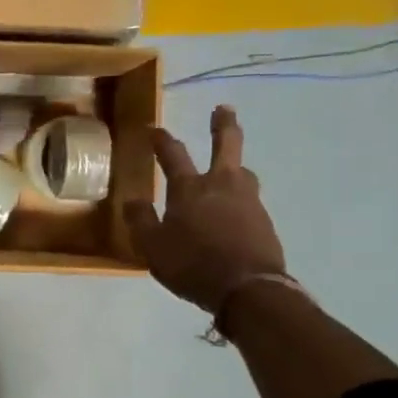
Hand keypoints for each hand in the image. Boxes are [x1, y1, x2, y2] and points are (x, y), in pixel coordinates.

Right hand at [124, 106, 287, 316]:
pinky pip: (250, 201)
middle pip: (227, 144)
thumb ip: (141, 221)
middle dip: (224, 124)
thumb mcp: (152, 247)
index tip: (154, 129)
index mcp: (189, 188)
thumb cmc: (193, 264)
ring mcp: (248, 201)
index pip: (173, 154)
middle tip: (224, 109)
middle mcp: (222, 185)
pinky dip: (241, 199)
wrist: (248, 288)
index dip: (162, 140)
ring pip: (243, 172)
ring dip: (236, 165)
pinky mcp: (264, 221)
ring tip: (231, 168)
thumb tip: (132, 200)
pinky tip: (236, 212)